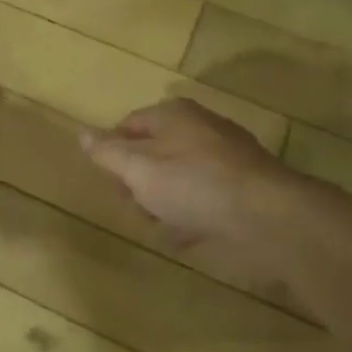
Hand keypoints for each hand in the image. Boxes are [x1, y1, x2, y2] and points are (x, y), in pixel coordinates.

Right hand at [78, 98, 296, 247]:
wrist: (269, 219)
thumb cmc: (194, 185)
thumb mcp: (137, 168)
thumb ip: (107, 152)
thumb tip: (81, 132)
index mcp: (174, 115)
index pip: (129, 124)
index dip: (112, 151)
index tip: (109, 181)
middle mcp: (201, 129)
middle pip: (155, 151)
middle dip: (138, 181)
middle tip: (134, 207)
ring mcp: (227, 159)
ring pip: (180, 177)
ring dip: (164, 202)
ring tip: (160, 226)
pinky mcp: (245, 189)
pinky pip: (205, 198)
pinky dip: (192, 215)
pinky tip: (184, 237)